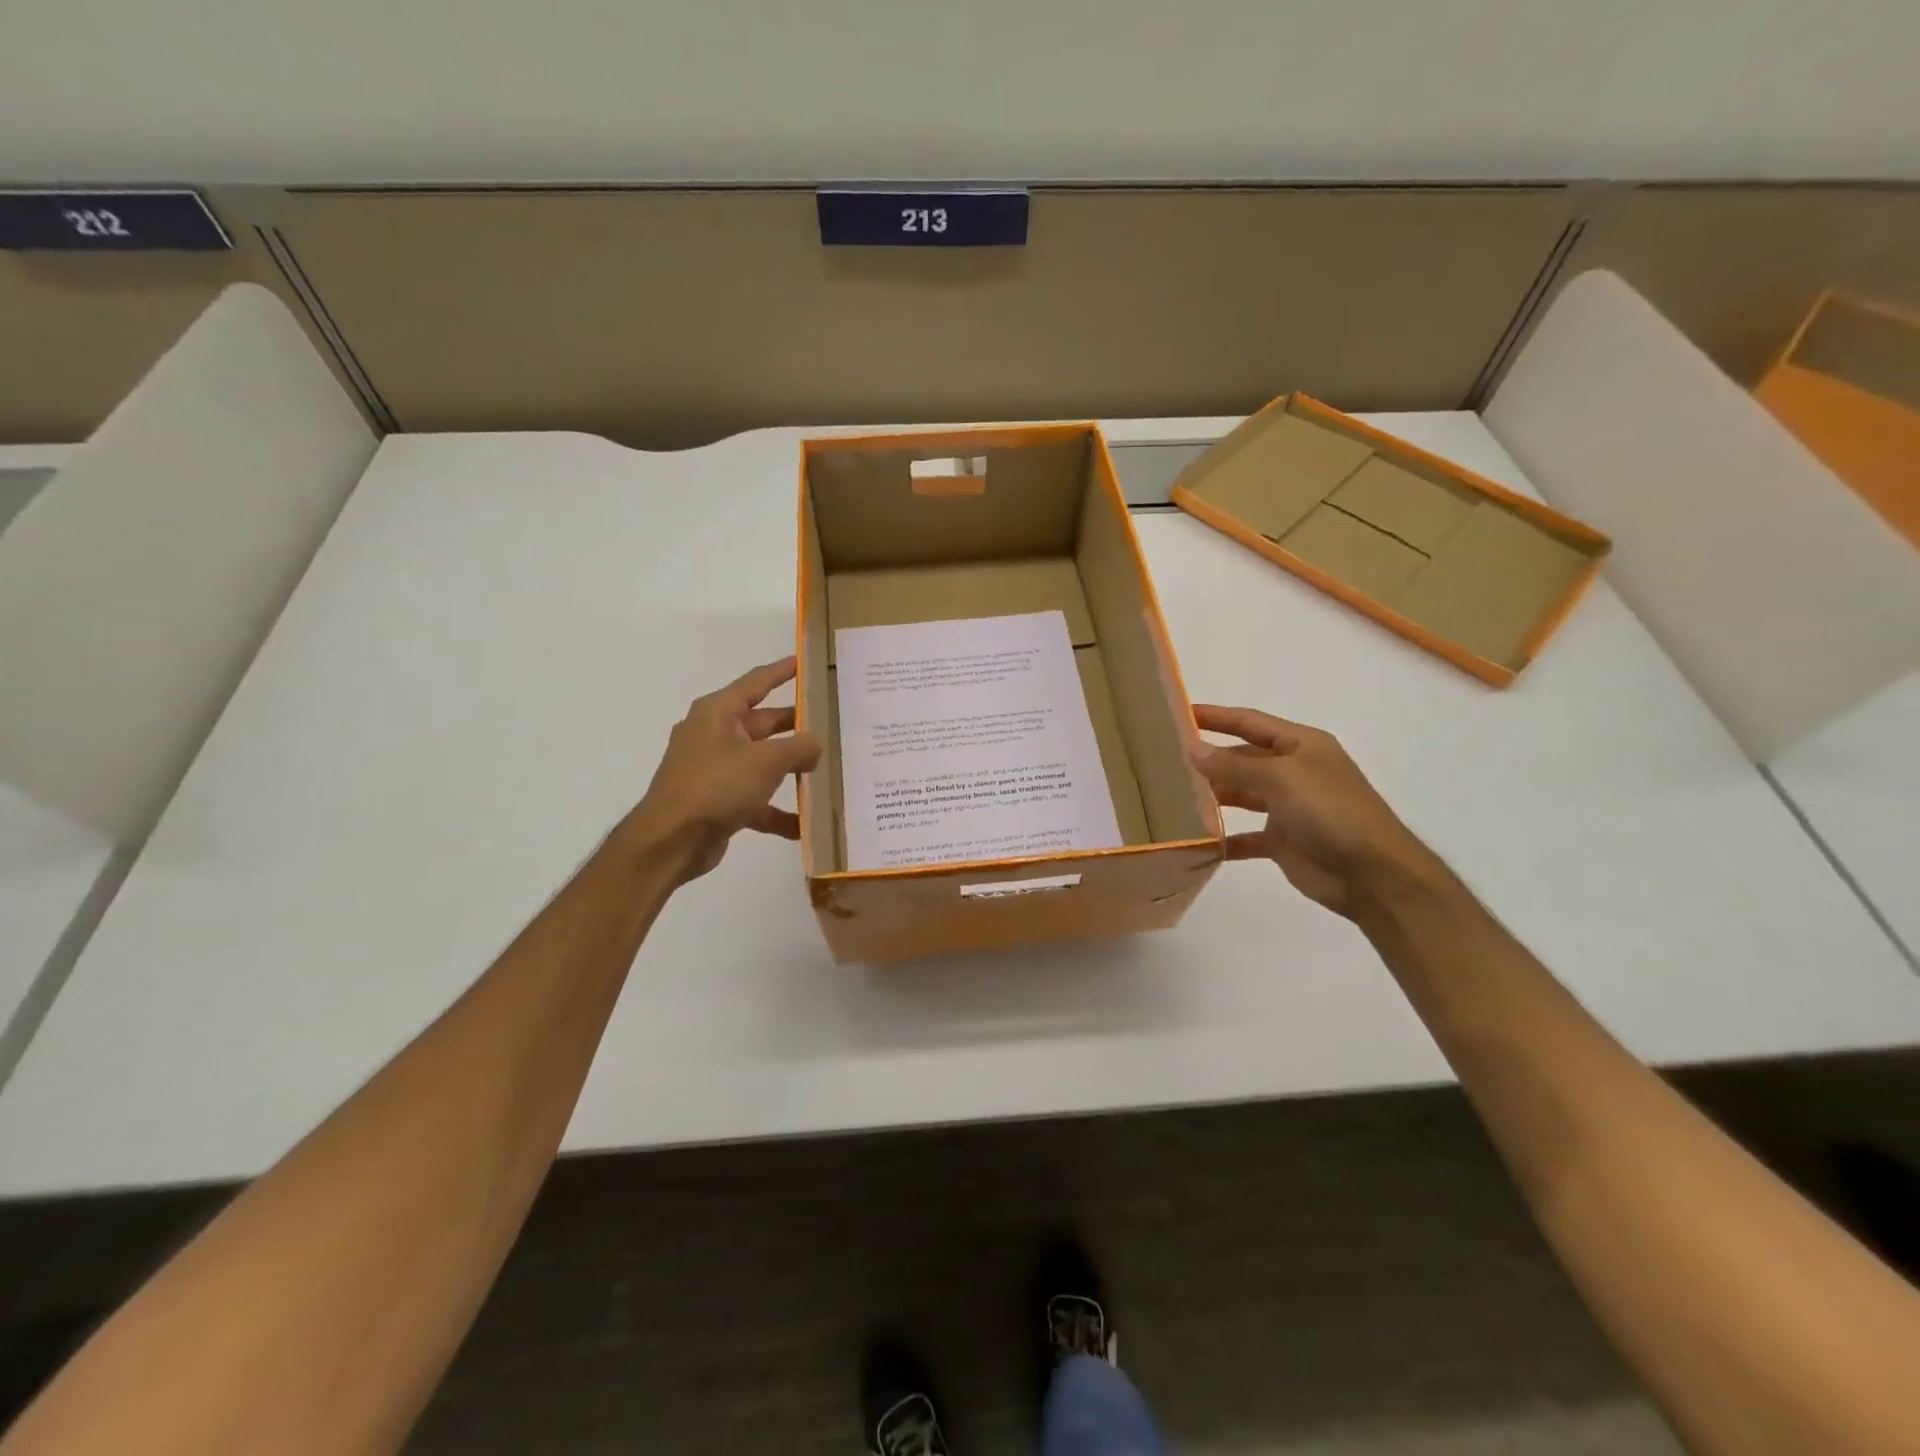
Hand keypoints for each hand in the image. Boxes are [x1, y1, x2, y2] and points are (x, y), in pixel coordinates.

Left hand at [623, 657, 822, 883]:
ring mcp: (714, 769)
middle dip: (797, 726)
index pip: (757, 682)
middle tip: (832, 722)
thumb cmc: (716, 786)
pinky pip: (754, 799)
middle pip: (764, 723)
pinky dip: (777, 810)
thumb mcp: (766, 761)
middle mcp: (714, 735)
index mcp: (718, 712)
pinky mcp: (716, 801)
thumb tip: (817, 743)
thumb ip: (799, 747)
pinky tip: (804, 825)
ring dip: (790, 770)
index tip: (806, 660)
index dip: (783, 670)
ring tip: (826, 772)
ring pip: (761, 762)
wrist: (670, 842)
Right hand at [1189, 705, 1437, 918]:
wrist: (1372, 875)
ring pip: (1241, 795)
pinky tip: (1196, 842)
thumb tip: (1192, 749)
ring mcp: (1288, 808)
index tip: (1178, 713)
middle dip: (1208, 759)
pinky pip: (1245, 836)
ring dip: (1212, 796)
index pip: (1250, 722)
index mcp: (1301, 746)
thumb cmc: (1331, 812)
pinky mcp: (1283, 841)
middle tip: (1164, 759)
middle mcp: (1294, 772)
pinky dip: (1223, 839)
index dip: (1215, 716)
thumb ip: (1234, 764)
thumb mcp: (1281, 779)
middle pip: (1242, 758)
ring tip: (1172, 797)